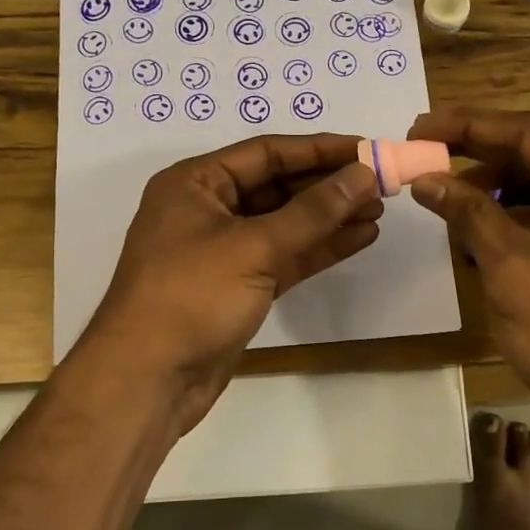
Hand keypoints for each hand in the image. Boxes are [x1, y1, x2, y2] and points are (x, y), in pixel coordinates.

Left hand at [81, 133, 381, 435]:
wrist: (148, 380)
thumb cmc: (190, 297)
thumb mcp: (253, 246)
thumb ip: (312, 211)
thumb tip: (362, 175)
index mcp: (195, 183)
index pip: (267, 153)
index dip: (319, 149)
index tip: (367, 149)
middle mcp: (208, 208)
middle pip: (278, 185)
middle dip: (328, 185)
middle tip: (381, 183)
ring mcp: (224, 249)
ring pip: (286, 223)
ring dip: (330, 217)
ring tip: (379, 209)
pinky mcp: (239, 285)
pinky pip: (285, 255)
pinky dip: (319, 248)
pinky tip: (360, 238)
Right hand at [408, 107, 529, 422]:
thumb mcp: (513, 268)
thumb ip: (469, 214)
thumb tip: (425, 179)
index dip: (471, 126)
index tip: (421, 126)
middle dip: (482, 159)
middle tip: (427, 158)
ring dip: (497, 191)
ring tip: (447, 199)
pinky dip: (518, 219)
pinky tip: (480, 232)